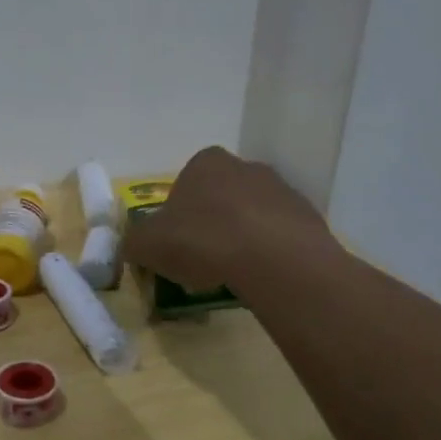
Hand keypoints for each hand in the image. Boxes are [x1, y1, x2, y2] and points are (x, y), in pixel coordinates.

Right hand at [120, 147, 331, 294]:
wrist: (274, 259)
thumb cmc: (204, 241)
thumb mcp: (148, 245)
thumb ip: (134, 242)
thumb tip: (133, 246)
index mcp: (205, 163)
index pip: (184, 185)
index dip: (177, 217)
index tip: (176, 245)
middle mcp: (245, 167)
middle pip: (220, 198)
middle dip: (211, 225)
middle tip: (202, 261)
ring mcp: (281, 190)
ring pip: (252, 216)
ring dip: (241, 238)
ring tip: (233, 273)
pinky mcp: (307, 217)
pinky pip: (279, 236)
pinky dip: (268, 253)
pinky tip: (261, 276)